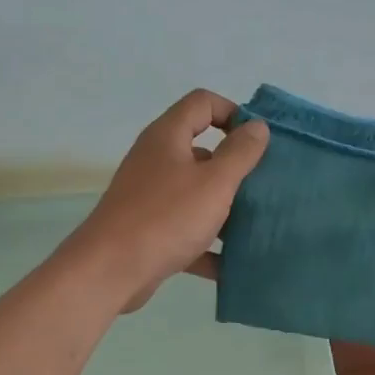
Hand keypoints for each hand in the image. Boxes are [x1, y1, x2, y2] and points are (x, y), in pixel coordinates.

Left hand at [66, 89, 268, 311]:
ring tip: (256, 225)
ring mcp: (149, 197)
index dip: (233, 113)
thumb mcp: (214, 183)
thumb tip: (258, 126)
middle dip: (235, 167)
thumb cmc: (166, 217)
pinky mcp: (148, 230)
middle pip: (201, 151)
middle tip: (264, 185)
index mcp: (168, 137)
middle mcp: (156, 160)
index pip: (202, 103)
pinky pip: (185, 230)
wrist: (110, 271)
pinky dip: (207, 244)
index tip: (258, 141)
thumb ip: (239, 153)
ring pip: (195, 194)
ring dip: (224, 208)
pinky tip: (231, 264)